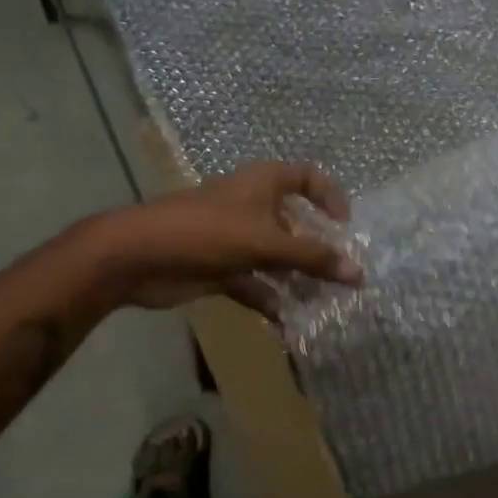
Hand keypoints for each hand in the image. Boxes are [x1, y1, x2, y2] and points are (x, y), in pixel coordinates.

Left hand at [96, 163, 361, 316]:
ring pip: (274, 256)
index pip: (306, 177)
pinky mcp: (218, 267)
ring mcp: (233, 237)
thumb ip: (313, 258)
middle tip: (341, 276)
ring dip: (295, 278)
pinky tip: (286, 320)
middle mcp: (250, 205)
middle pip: (293, 222)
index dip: (329, 196)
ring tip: (322, 302)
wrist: (138, 256)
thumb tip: (359, 273)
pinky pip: (252, 281)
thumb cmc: (206, 233)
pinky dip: (268, 297)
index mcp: (262, 183)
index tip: (345, 227)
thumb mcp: (266, 242)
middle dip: (316, 248)